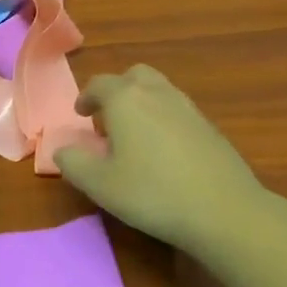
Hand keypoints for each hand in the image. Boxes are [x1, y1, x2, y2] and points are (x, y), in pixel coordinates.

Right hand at [54, 65, 263, 253]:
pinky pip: (178, 111)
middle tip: (107, 119)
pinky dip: (163, 119)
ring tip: (134, 136)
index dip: (86, 97)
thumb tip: (63, 149)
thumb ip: (73, 163)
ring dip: (141, 104)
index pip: (99, 84)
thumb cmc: (152, 193)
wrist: (224, 210)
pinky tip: (163, 152)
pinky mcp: (210, 127)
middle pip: (134, 76)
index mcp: (126, 99)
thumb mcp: (99, 185)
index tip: (80, 115)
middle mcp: (157, 93)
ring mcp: (188, 108)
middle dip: (117, 91)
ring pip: (159, 90)